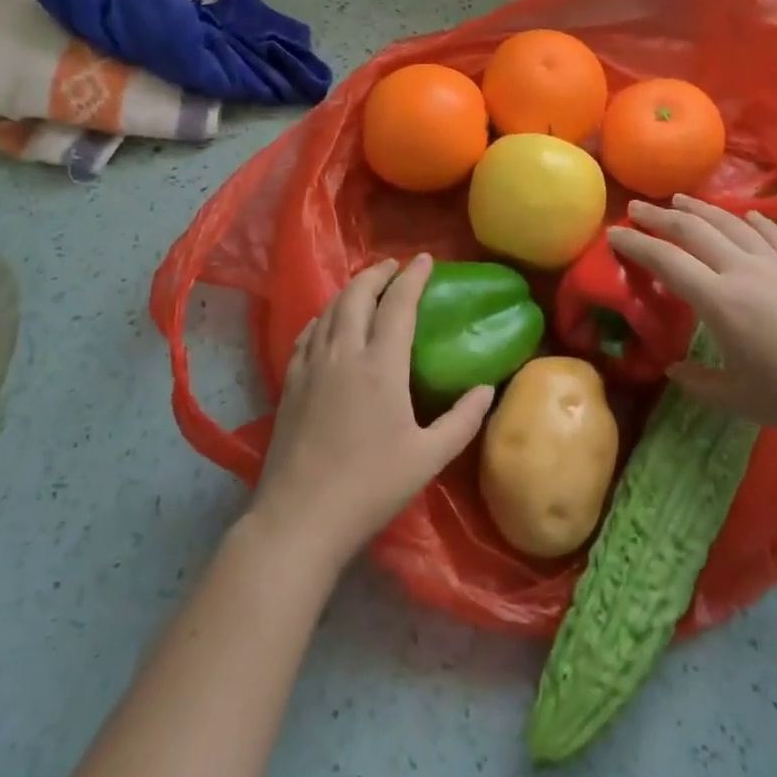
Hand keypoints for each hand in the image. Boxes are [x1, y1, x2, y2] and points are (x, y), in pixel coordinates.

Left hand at [244, 255, 494, 577]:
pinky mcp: (290, 381)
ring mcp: (312, 365)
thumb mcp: (428, 458)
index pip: (398, 303)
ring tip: (367, 285)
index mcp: (380, 365)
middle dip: (377, 273)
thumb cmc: (370, 487)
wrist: (300, 518)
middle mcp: (343, 352)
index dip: (412, 276)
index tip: (424, 259)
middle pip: (358, 294)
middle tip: (394, 266)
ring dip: (351, 289)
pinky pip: (308, 332)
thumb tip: (487, 389)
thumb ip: (462, 420)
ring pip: (330, 309)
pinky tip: (329, 321)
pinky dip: (324, 315)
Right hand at [608, 196, 776, 451]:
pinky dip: (751, 220)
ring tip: (679, 199)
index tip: (614, 233)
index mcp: (720, 301)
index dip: (636, 243)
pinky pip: (772, 232)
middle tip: (637, 207)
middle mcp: (744, 270)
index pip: (666, 260)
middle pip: (693, 230)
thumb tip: (673, 368)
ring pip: (730, 222)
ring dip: (700, 208)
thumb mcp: (740, 399)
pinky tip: (744, 215)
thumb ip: (699, 382)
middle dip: (660, 216)